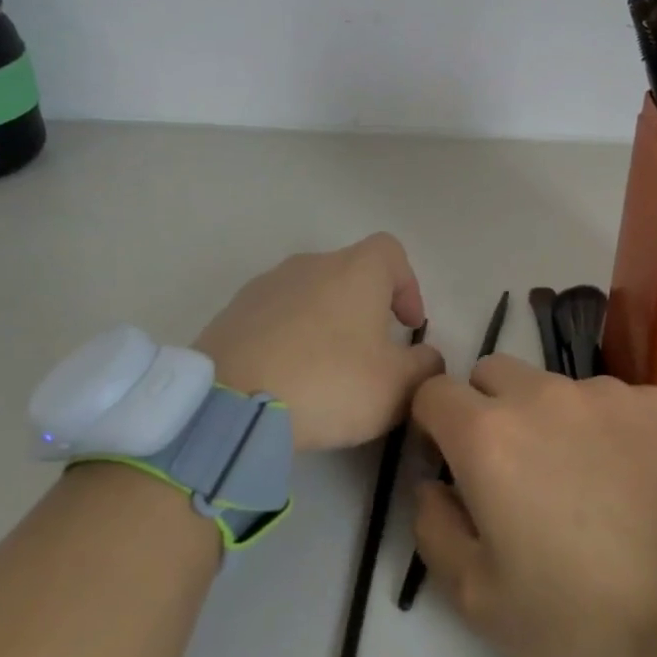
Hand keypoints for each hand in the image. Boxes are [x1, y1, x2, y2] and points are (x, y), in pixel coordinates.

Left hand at [194, 233, 445, 452]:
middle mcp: (310, 264)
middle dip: (366, 309)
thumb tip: (427, 359)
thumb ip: (425, 367)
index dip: (407, 285)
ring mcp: (265, 286)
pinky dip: (288, 338)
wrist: (229, 404)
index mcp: (355, 270)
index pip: (392, 252)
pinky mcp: (231, 313)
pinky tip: (286, 378)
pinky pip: (274, 317)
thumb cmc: (329, 383)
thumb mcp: (397, 387)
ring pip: (310, 295)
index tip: (408, 326)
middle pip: (349, 273)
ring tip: (325, 370)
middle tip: (371, 355)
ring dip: (325, 323)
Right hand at [410, 356, 656, 656]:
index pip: (433, 392)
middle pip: (491, 374)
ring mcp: (606, 390)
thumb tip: (433, 484)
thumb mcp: (479, 599)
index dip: (431, 424)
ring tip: (584, 481)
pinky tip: (633, 479)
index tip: (449, 462)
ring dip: (548, 418)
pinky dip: (604, 427)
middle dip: (485, 409)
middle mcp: (543, 394)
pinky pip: (610, 400)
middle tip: (513, 471)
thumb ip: (433, 528)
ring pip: (552, 386)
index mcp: (489, 436)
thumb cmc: (583, 617)